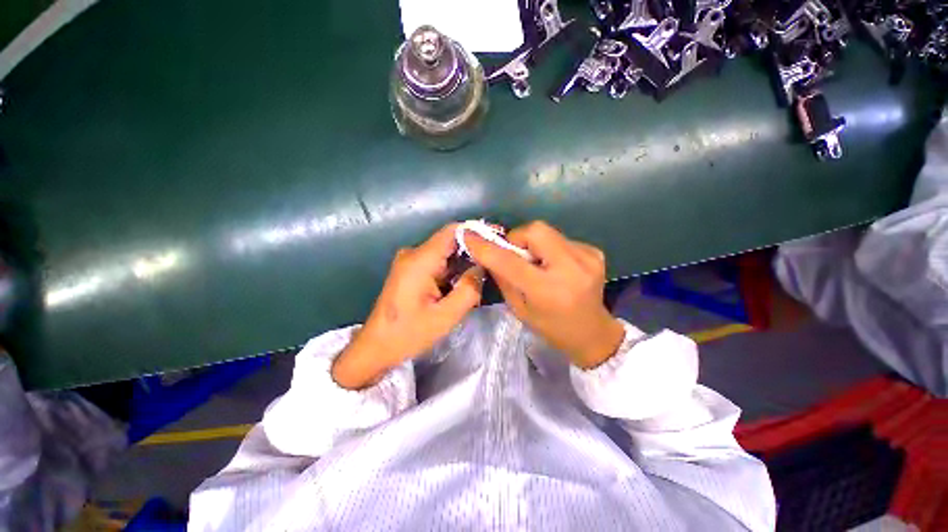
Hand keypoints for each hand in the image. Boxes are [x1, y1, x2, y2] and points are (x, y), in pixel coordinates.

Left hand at [332, 224, 482, 388]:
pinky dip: (453, 269)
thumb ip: (468, 290)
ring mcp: (411, 261)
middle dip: (473, 251)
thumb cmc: (408, 334)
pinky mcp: (411, 270)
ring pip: (445, 252)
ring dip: (464, 262)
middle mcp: (414, 254)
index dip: (476, 232)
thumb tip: (481, 268)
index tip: (497, 240)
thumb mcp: (445, 317)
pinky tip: (463, 283)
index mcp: (420, 260)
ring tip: (482, 276)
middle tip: (494, 264)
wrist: (376, 346)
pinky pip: (438, 262)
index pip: (452, 231)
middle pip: (450, 241)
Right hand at [465, 221, 623, 368]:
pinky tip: (555, 266)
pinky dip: (550, 248)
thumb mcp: (519, 308)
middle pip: (535, 230)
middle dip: (517, 237)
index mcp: (547, 291)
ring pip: (548, 231)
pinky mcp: (594, 252)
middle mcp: (571, 269)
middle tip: (515, 254)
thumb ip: (503, 278)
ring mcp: (587, 258)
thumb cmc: (551, 327)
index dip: (486, 247)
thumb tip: (489, 252)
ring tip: (537, 263)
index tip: (469, 236)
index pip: (509, 261)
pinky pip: (560, 239)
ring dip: (533, 243)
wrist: (592, 333)